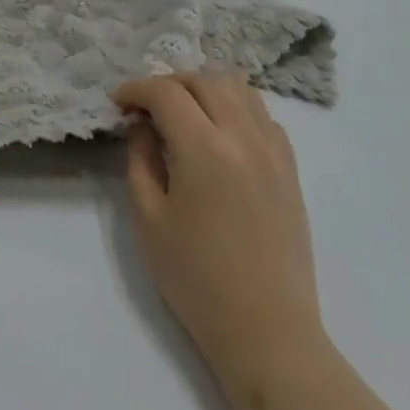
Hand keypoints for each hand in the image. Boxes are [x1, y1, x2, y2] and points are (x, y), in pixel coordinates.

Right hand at [112, 73, 322, 369]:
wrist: (267, 330)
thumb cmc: (197, 280)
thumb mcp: (149, 220)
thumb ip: (140, 160)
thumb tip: (142, 125)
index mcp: (204, 149)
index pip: (166, 92)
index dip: (137, 90)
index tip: (118, 103)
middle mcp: (243, 135)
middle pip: (204, 79)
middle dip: (169, 83)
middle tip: (147, 108)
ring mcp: (273, 148)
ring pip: (238, 87)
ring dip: (204, 88)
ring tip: (184, 112)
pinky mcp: (290, 166)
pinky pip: (262, 113)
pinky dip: (235, 106)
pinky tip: (220, 133)